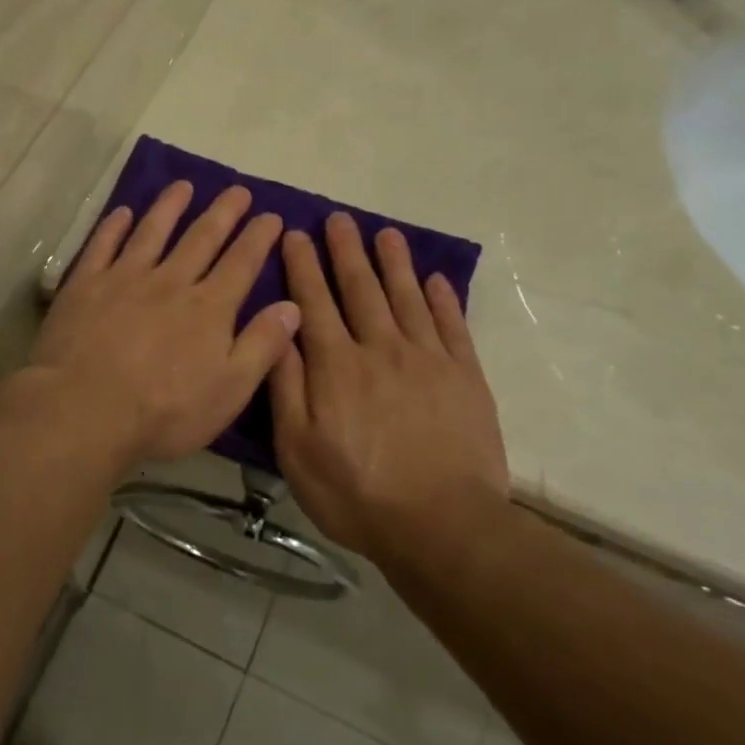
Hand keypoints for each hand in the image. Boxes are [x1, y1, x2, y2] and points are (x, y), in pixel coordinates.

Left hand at [29, 181, 300, 465]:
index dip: (259, 237)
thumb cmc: (164, 412)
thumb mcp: (229, 390)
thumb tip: (293, 305)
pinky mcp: (85, 285)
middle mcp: (170, 282)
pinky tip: (123, 212)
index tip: (272, 215)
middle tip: (238, 190)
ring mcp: (124, 279)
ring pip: (152, 232)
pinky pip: (102, 245)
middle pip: (201, 238)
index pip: (241, 263)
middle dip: (224, 212)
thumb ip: (262, 346)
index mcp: (208, 308)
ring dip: (170, 206)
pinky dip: (114, 226)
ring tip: (184, 185)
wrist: (84, 411)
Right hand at [269, 214, 508, 562]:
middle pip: (361, 289)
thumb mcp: (298, 449)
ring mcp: (427, 360)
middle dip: (346, 251)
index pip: (314, 303)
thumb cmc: (356, 493)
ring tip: (385, 233)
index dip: (303, 266)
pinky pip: (451, 325)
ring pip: (406, 297)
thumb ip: (287, 386)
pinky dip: (442, 299)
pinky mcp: (465, 377)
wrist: (442, 525)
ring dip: (394, 263)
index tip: (295, 234)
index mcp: (336, 366)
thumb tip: (278, 331)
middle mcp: (381, 349)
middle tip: (339, 219)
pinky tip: (435, 279)